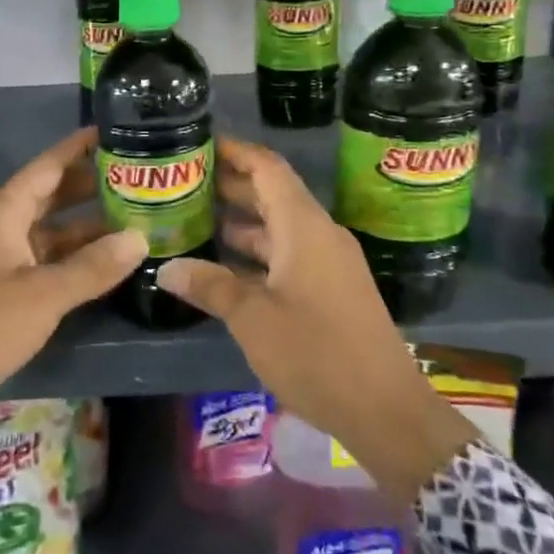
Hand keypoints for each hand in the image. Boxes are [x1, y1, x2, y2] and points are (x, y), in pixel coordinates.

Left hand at [0, 127, 145, 427]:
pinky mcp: (1, 285)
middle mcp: (2, 225)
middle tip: (138, 177)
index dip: (80, 146)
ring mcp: (0, 256)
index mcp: (4, 212)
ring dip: (86, 225)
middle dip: (91, 185)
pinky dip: (72, 256)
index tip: (116, 129)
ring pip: (50, 229)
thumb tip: (140, 237)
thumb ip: (92, 267)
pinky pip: (44, 258)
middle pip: (52, 194)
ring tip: (134, 218)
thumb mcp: (41, 296)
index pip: (48, 165)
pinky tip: (104, 262)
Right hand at [155, 135, 477, 500]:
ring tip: (197, 219)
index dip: (236, 152)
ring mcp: (329, 262)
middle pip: (273, 193)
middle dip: (231, 185)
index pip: (268, 168)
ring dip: (242, 220)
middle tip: (186, 182)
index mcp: (304, 227)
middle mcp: (319, 234)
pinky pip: (290, 253)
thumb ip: (210, 286)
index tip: (200, 143)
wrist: (386, 410)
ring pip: (280, 226)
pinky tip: (226, 266)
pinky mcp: (332, 288)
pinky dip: (258, 251)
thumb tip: (166, 268)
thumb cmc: (316, 353)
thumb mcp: (253, 318)